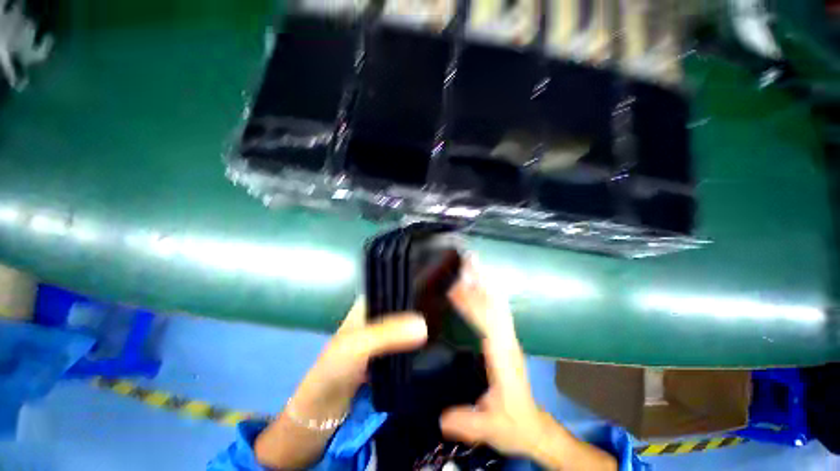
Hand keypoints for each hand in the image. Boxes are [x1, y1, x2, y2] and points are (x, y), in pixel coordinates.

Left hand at [255, 299, 427, 468]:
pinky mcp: (388, 353)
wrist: (323, 412)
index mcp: (367, 304)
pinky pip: (407, 342)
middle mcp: (376, 315)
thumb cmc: (334, 370)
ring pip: (407, 323)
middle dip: (421, 305)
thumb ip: (388, 333)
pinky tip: (435, 338)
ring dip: (421, 323)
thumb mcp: (358, 346)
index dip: (413, 285)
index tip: (436, 286)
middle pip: (403, 304)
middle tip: (445, 306)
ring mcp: (383, 335)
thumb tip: (423, 324)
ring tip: (444, 320)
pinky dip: (418, 341)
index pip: (394, 286)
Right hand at [441, 260, 616, 470]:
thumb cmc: (513, 424)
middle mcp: (507, 341)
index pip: (487, 323)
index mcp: (503, 357)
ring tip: (474, 264)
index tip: (456, 287)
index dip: (472, 303)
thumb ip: (466, 422)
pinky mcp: (506, 338)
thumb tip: (439, 416)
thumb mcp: (489, 428)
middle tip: (467, 261)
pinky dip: (489, 293)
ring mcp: (509, 338)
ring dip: (486, 282)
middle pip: (494, 305)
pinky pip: (497, 309)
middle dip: (481, 281)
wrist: (535, 427)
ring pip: (497, 303)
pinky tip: (481, 283)